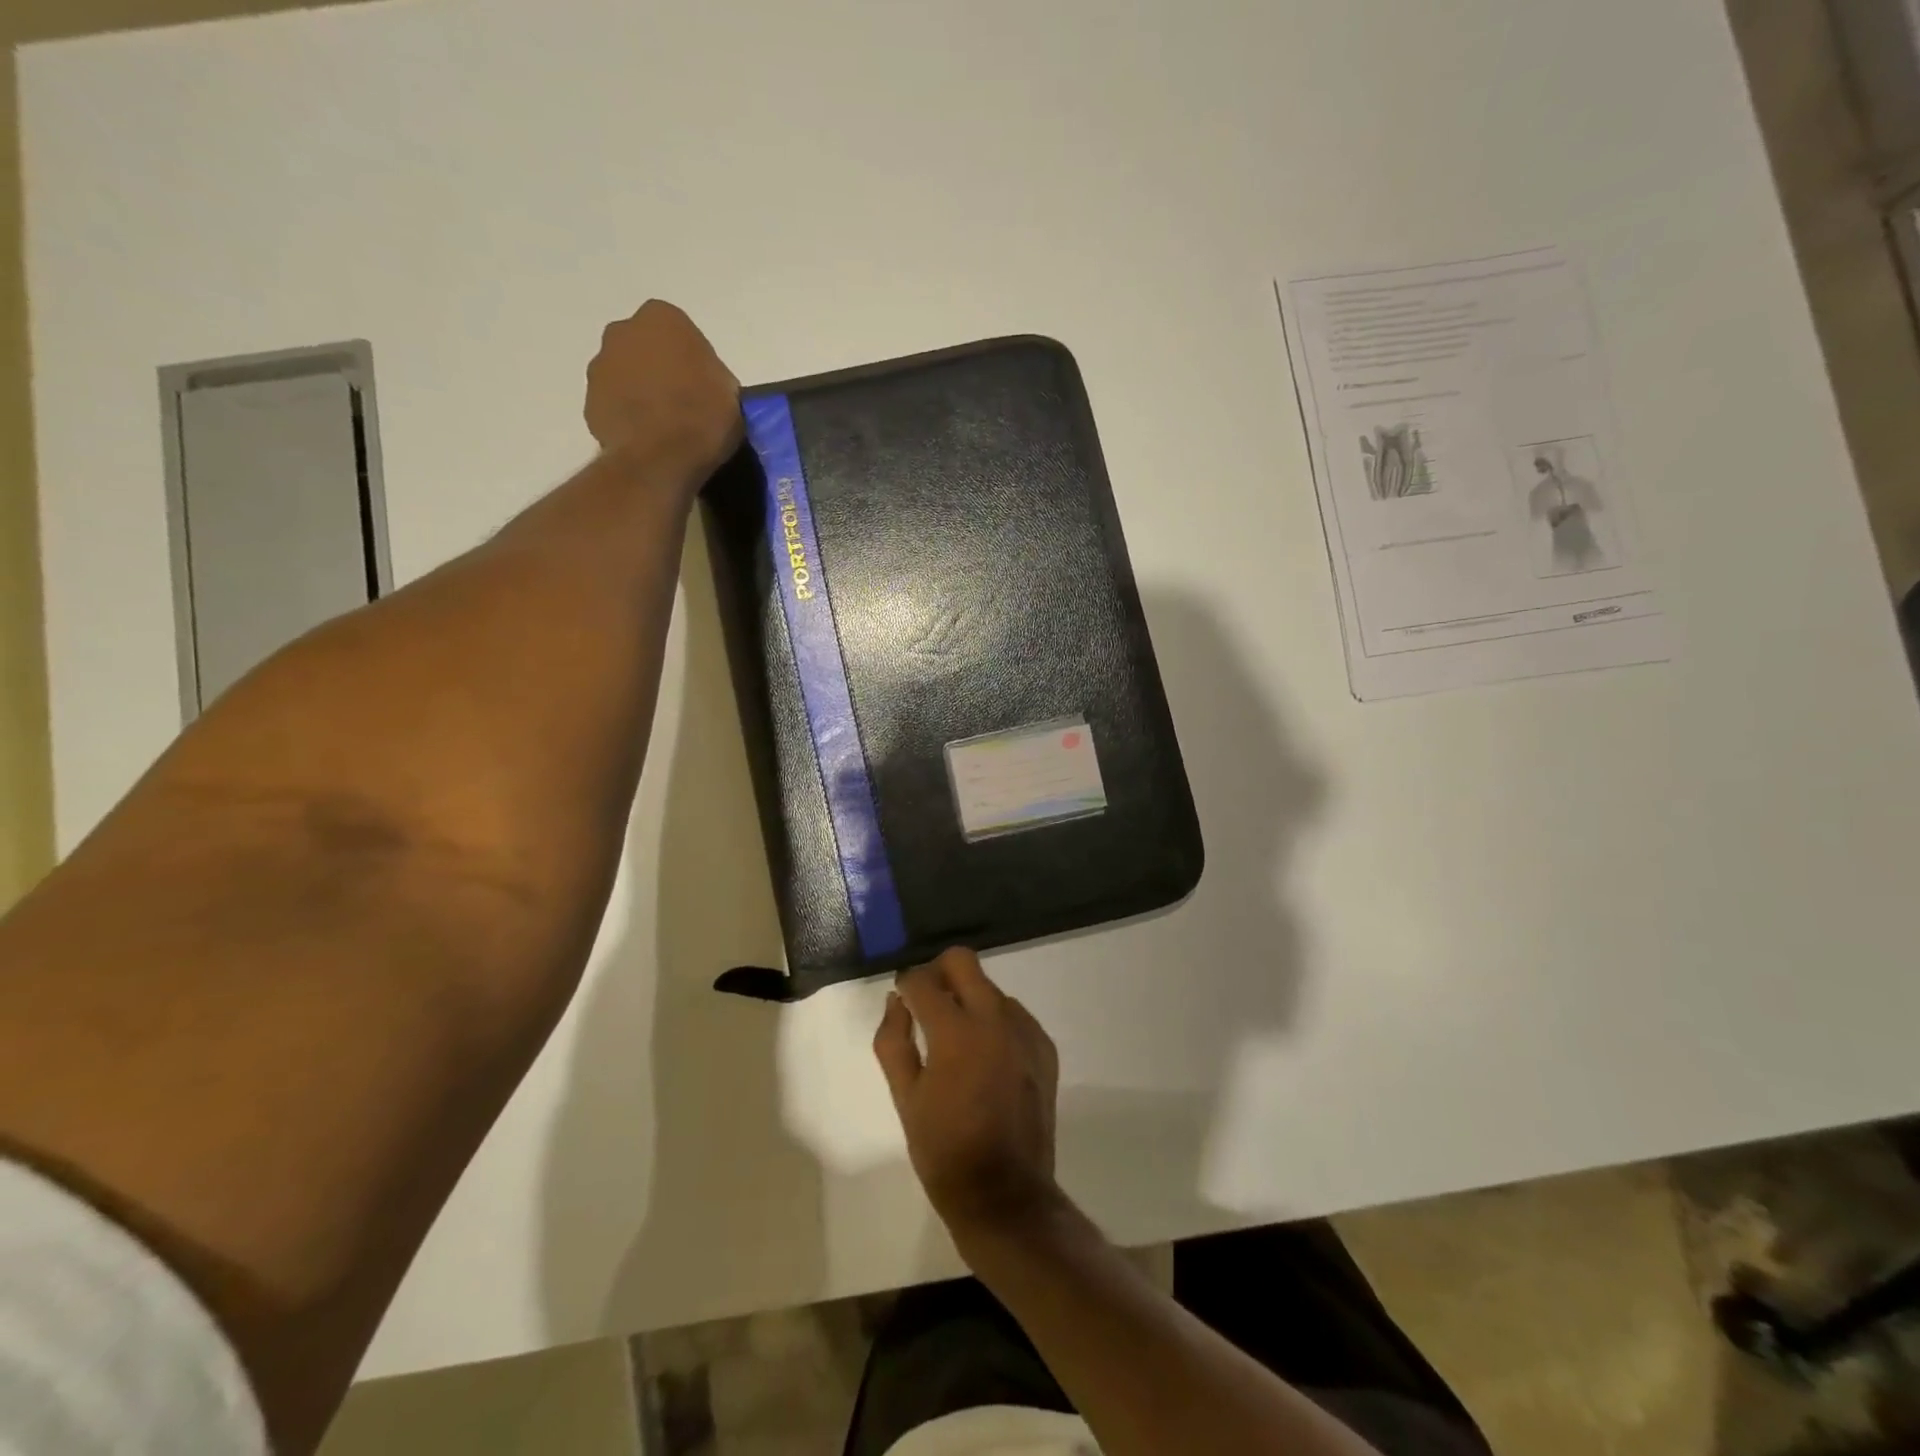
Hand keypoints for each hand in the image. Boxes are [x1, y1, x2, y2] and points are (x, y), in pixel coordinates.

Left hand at [585, 300, 742, 487]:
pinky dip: (627, 418)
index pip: (680, 332)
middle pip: (645, 349)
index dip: (692, 361)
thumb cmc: (702, 417)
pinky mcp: (588, 402)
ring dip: (640, 392)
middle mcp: (623, 331)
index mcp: (663, 318)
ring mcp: (600, 366)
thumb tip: (704, 386)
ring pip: (625, 375)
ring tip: (664, 428)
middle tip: (682, 403)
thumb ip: (712, 377)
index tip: (703, 387)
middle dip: (659, 369)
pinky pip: (613, 405)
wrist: (659, 458)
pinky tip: (647, 441)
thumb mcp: (729, 393)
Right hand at [874, 949, 1062, 1240]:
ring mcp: (1025, 1030)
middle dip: (938, 973)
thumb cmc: (944, 1149)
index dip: (906, 983)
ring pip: (990, 988)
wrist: (1005, 1194)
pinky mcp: (1044, 1047)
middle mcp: (995, 1018)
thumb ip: (893, 1040)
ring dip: (968, 998)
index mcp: (956, 1031)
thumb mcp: (905, 1097)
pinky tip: (986, 1057)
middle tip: (927, 1002)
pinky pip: (1013, 1014)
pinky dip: (994, 1022)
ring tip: (957, 1039)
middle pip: (963, 961)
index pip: (923, 980)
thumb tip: (896, 1001)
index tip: (902, 998)